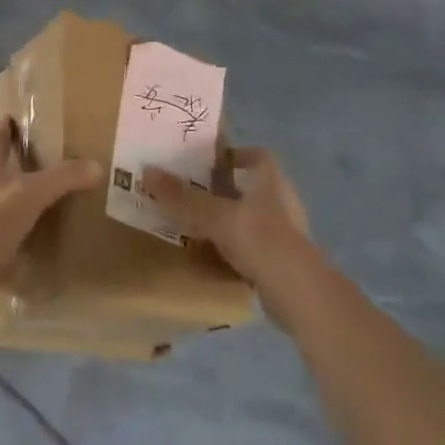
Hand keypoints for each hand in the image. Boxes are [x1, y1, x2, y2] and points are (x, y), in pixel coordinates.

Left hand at [0, 117, 101, 301]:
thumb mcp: (32, 194)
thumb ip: (63, 179)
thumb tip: (96, 166)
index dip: (5, 129)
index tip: (9, 118)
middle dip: (8, 166)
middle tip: (31, 165)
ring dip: (4, 200)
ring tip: (28, 207)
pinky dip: (1, 232)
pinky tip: (15, 244)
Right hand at [143, 146, 312, 288]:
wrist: (297, 291)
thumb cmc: (258, 238)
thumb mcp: (213, 215)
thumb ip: (182, 196)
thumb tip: (147, 170)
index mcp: (271, 181)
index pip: (258, 155)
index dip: (237, 154)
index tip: (212, 161)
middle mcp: (282, 202)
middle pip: (253, 187)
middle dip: (226, 190)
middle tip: (196, 193)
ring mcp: (286, 233)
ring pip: (254, 218)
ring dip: (231, 220)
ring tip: (201, 226)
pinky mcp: (284, 261)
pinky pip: (256, 246)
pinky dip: (238, 248)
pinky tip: (217, 257)